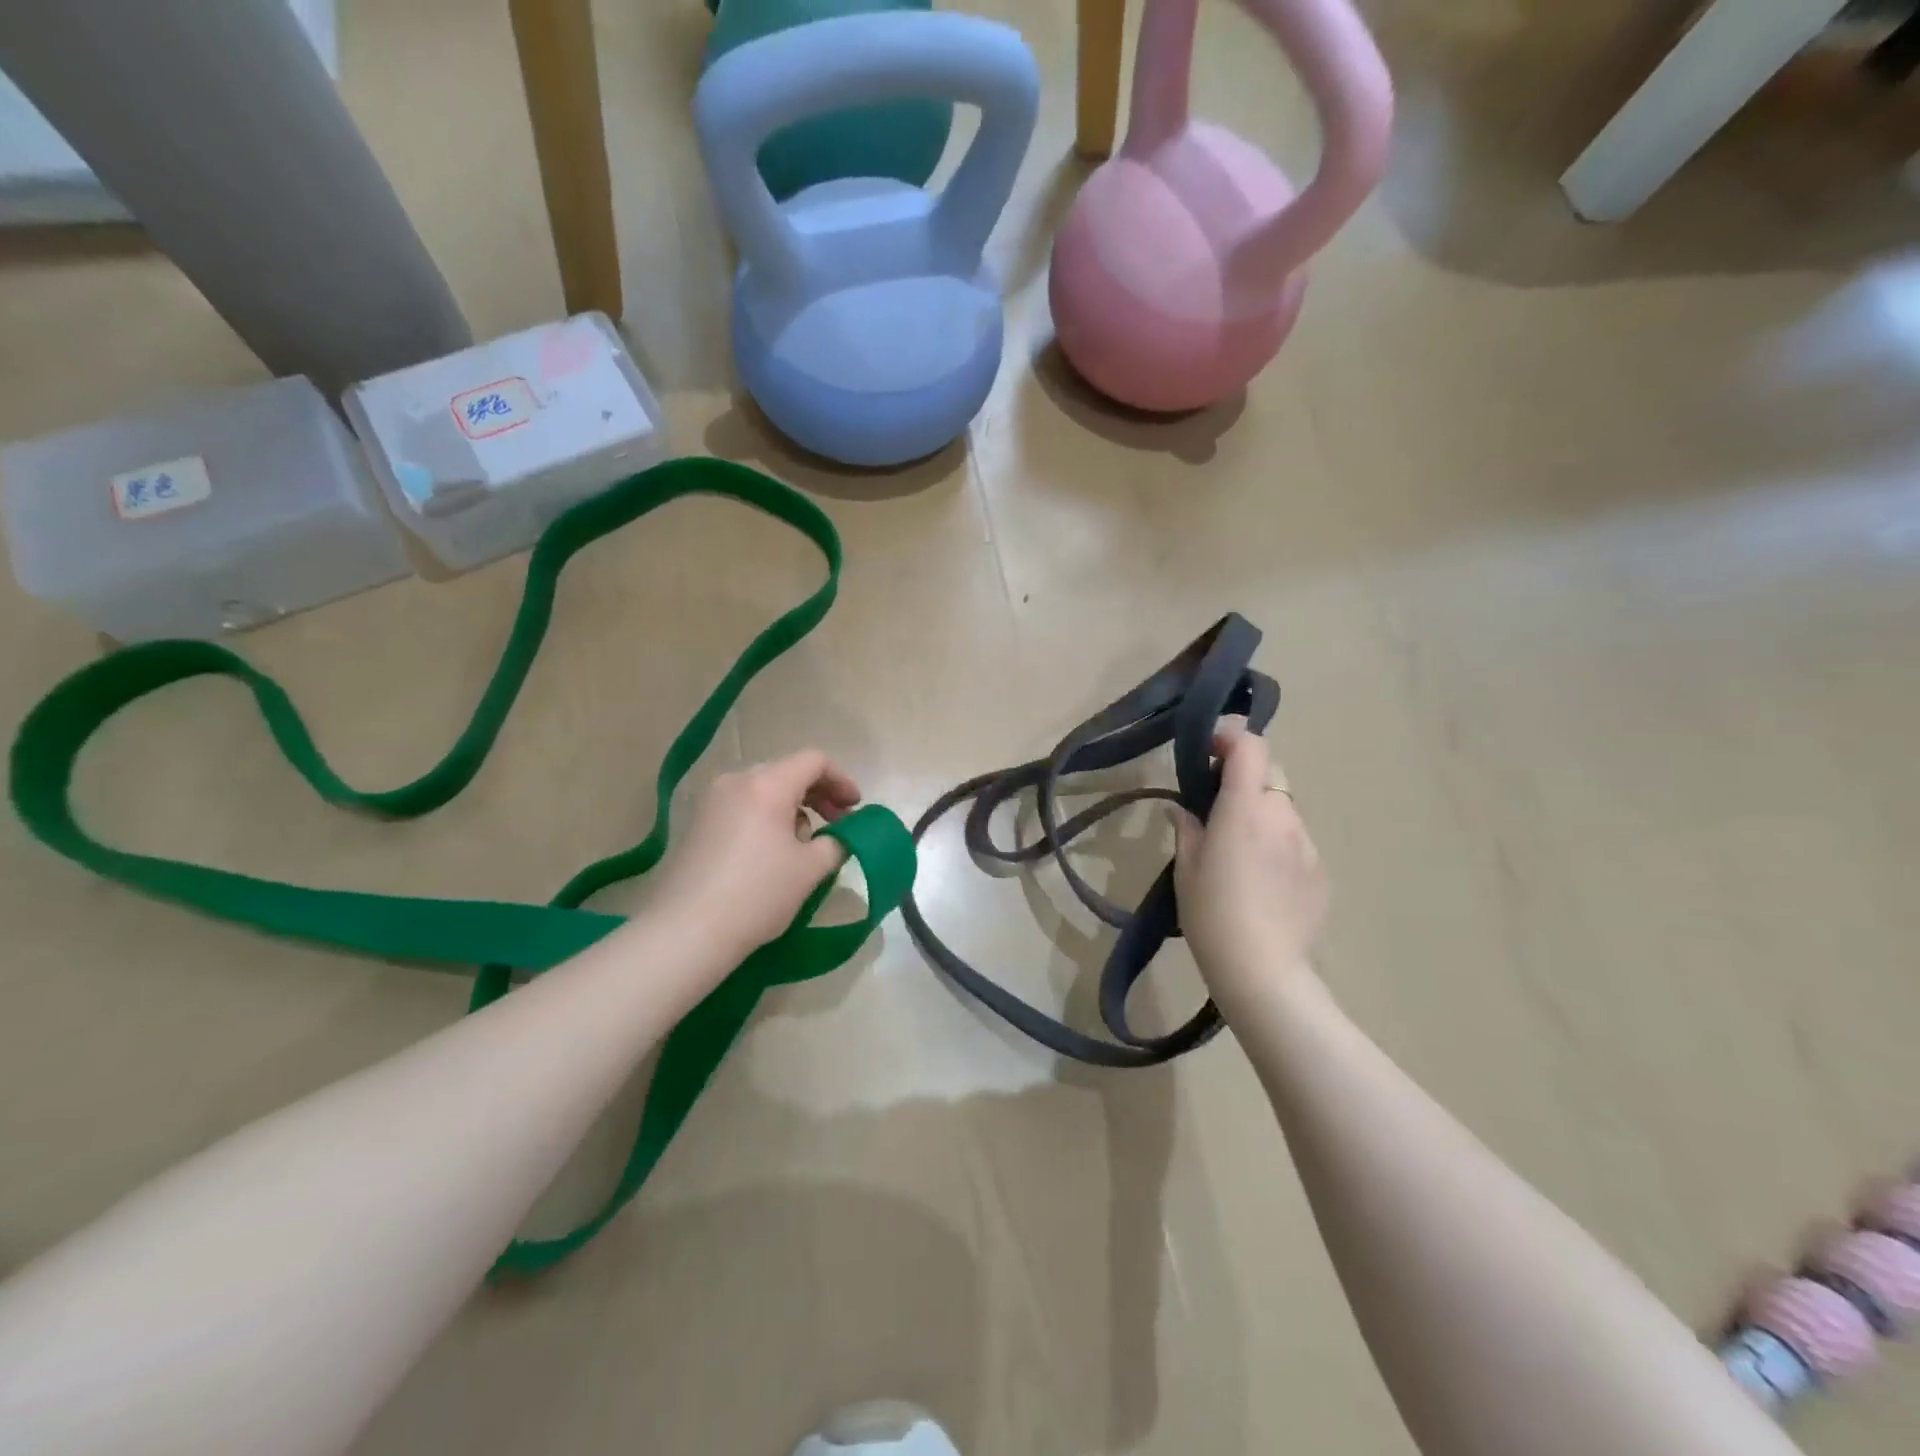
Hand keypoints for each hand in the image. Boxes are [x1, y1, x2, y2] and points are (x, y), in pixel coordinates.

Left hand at [653, 750, 860, 962]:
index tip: (854, 809)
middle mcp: (736, 782)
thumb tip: (838, 838)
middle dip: (818, 795)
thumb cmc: (758, 893)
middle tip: (837, 824)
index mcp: (767, 785)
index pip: (814, 761)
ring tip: (803, 845)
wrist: (687, 931)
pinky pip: (742, 807)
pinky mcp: (697, 824)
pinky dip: (766, 818)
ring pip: (763, 790)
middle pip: (787, 772)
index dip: (841, 780)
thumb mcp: (811, 869)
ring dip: (792, 808)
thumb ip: (837, 843)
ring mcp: (711, 801)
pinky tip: (771, 853)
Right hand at [1171, 723, 1327, 999]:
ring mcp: (1306, 843)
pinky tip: (1262, 881)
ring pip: (1284, 809)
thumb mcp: (1185, 868)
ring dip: (1262, 813)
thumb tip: (1182, 808)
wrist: (1261, 969)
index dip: (1231, 738)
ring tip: (1239, 852)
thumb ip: (1187, 828)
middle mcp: (1282, 816)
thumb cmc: (1211, 913)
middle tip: (1218, 806)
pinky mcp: (1320, 871)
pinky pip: (1295, 841)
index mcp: (1245, 808)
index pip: (1250, 747)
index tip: (1209, 750)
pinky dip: (1278, 844)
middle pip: (1270, 774)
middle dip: (1245, 778)